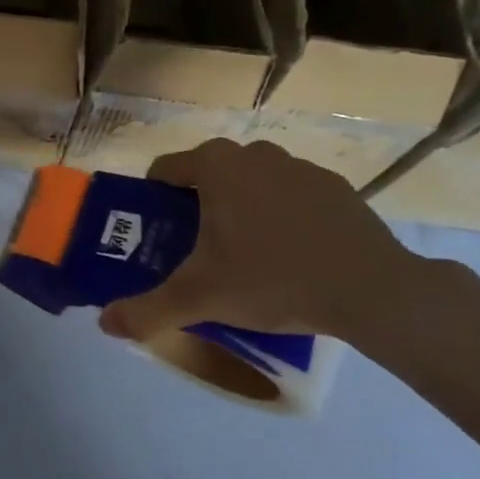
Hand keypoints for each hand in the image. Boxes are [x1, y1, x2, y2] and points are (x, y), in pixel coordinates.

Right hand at [98, 139, 435, 344]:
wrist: (374, 291)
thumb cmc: (274, 279)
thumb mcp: (201, 299)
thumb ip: (147, 311)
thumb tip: (105, 324)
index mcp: (216, 166)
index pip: (164, 170)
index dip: (152, 201)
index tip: (157, 235)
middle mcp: (255, 154)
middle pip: (206, 175)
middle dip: (195, 207)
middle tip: (196, 251)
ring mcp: (300, 167)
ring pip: (250, 183)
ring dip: (239, 208)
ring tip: (245, 256)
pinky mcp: (336, 187)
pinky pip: (290, 195)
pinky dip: (281, 216)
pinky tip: (291, 255)